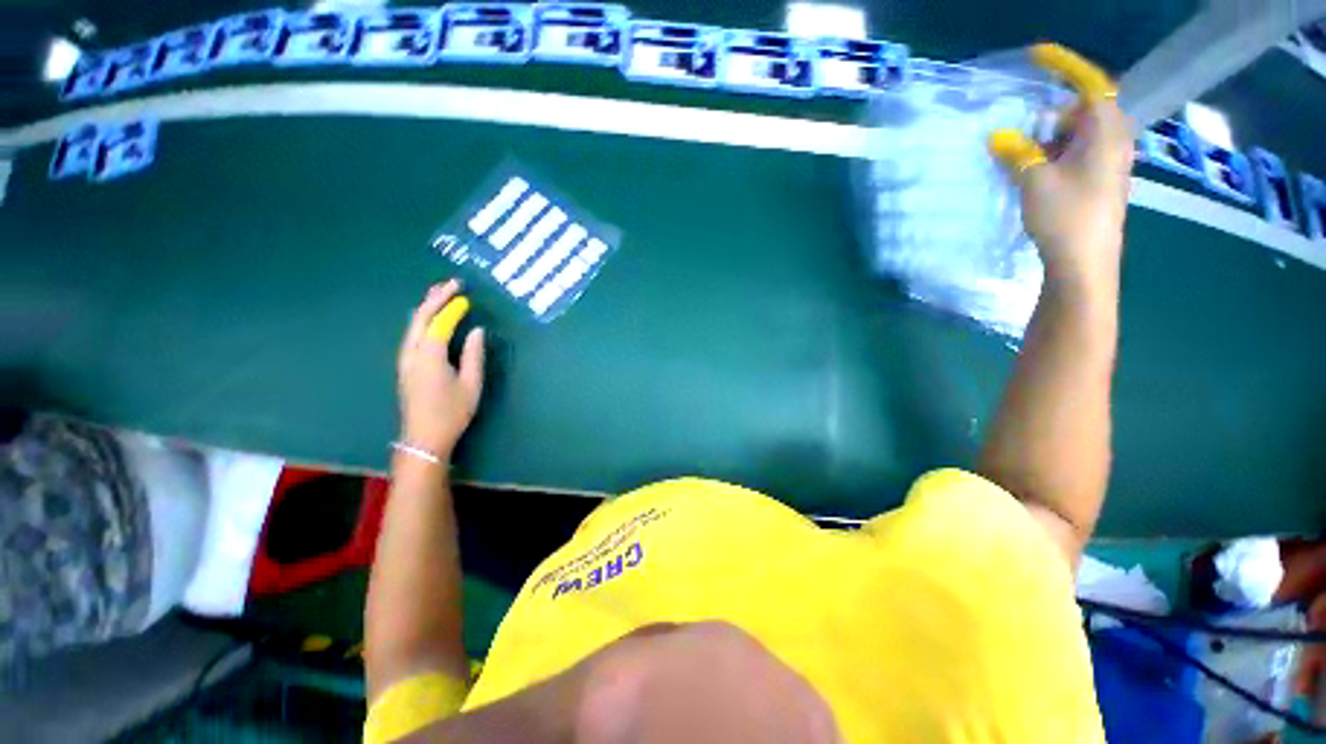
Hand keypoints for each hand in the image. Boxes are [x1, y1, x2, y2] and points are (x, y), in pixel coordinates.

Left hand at [397, 280, 484, 459]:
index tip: (466, 296)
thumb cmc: (452, 413)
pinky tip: (430, 317)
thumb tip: (476, 331)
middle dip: (434, 298)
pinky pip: (411, 334)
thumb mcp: (471, 384)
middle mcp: (411, 353)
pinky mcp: (404, 365)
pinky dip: (421, 319)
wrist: (423, 438)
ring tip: (440, 293)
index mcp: (429, 357)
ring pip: (412, 325)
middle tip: (451, 283)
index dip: (452, 307)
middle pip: (419, 318)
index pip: (439, 323)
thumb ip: (473, 355)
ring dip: (426, 306)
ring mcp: (404, 359)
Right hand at [989, 44, 1134, 289]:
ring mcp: (1109, 165)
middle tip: (1025, 133)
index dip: (1065, 67)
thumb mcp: (1034, 181)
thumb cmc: (1065, 218)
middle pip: (1084, 111)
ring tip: (1024, 159)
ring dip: (1051, 139)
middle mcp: (1114, 142)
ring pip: (1079, 135)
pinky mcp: (1099, 184)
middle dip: (1052, 116)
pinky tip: (1035, 176)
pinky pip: (1077, 155)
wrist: (1085, 264)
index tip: (1038, 57)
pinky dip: (1056, 156)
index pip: (1090, 85)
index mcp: (1105, 133)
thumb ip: (1018, 154)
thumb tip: (999, 137)